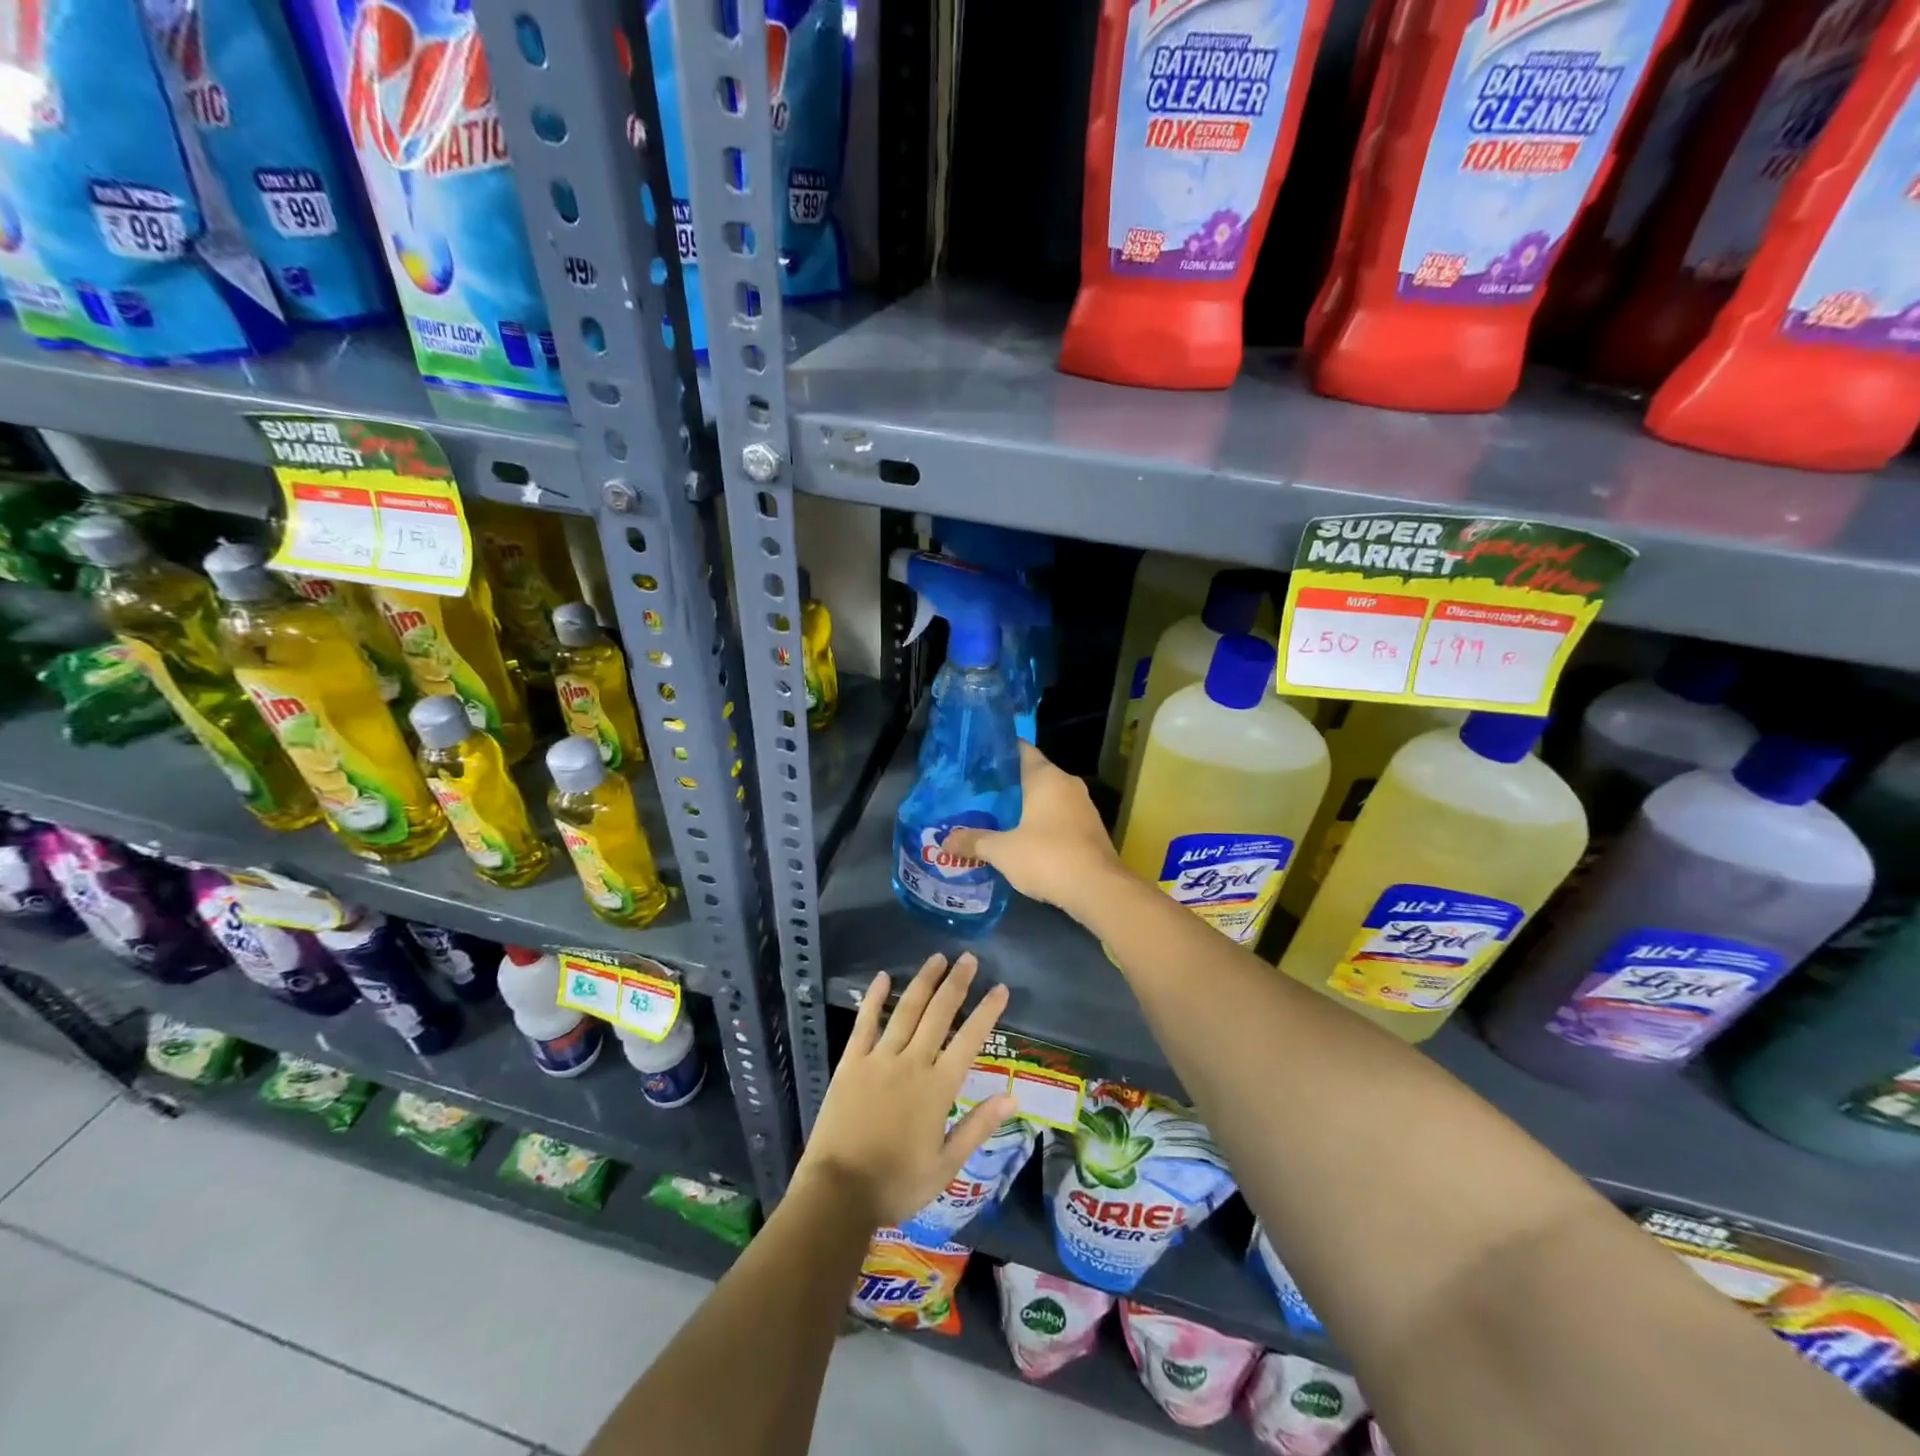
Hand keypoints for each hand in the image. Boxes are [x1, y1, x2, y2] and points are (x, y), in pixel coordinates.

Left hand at [797, 952, 1017, 1227]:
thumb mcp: (946, 1166)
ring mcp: (879, 1059)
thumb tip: (1012, 1098)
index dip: (987, 1012)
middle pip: (939, 1014)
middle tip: (969, 958)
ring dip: (923, 982)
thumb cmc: (897, 1184)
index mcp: (938, 1088)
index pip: (970, 1040)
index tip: (1000, 988)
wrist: (839, 1193)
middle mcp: (912, 1063)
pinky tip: (882, 977)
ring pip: (906, 1010)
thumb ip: (978, 1127)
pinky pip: (865, 1023)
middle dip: (956, 984)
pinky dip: (874, 997)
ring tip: (937, 958)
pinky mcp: (851, 1062)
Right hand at [946, 742, 1126, 918]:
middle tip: (978, 793)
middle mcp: (1068, 784)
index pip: (1022, 750)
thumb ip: (974, 841)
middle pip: (1033, 774)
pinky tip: (1022, 838)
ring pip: (1048, 798)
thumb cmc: (1047, 857)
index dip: (1000, 752)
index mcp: (1047, 777)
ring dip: (1025, 806)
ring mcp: (1083, 807)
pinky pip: (1059, 817)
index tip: (977, 760)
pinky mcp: (1090, 830)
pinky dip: (1041, 823)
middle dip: (1008, 784)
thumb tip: (945, 841)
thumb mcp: (1003, 851)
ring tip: (995, 816)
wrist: (1098, 890)